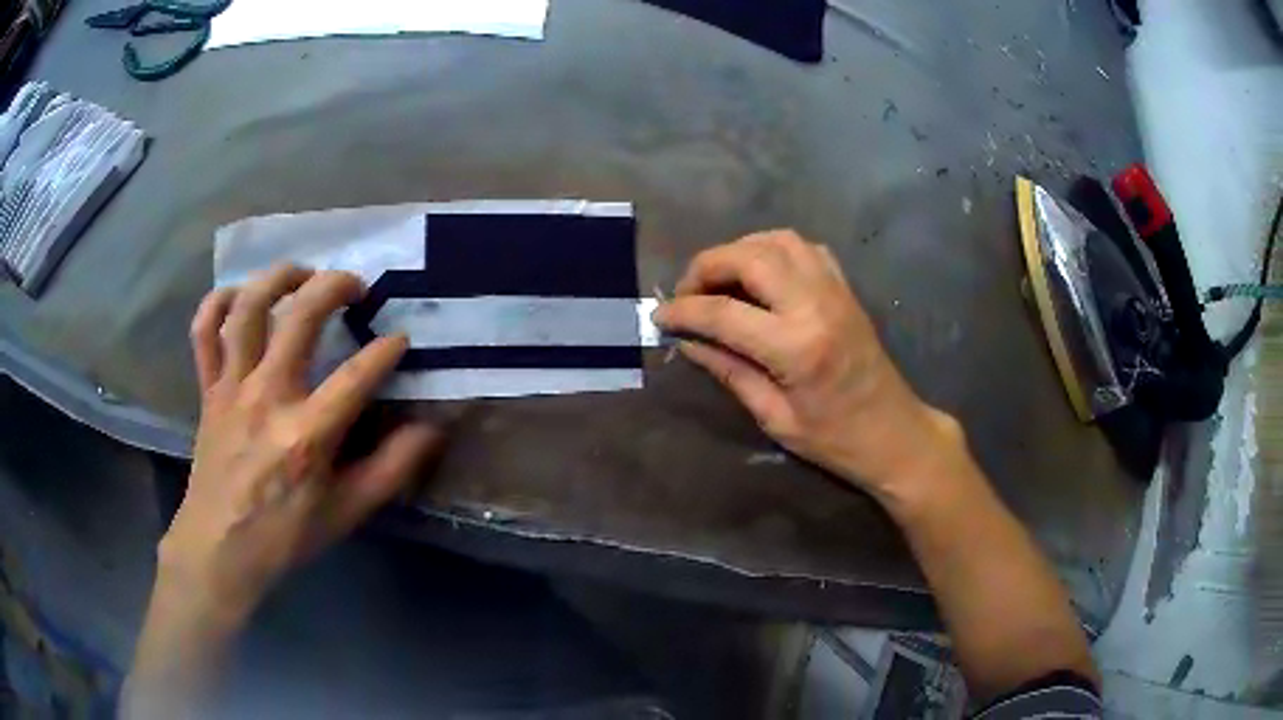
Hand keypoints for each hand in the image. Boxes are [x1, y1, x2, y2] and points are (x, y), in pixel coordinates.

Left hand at [163, 264, 441, 622]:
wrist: (220, 548)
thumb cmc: (285, 534)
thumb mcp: (347, 513)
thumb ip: (391, 469)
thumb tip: (431, 429)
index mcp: (306, 435)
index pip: (356, 376)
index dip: (385, 351)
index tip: (401, 339)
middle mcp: (267, 397)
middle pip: (300, 317)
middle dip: (335, 286)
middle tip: (356, 287)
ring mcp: (232, 388)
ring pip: (248, 309)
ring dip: (278, 278)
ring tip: (302, 274)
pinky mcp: (208, 389)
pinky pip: (204, 332)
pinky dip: (218, 303)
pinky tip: (239, 296)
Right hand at [654, 230, 960, 500]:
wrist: (894, 433)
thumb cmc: (835, 439)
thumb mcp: (774, 417)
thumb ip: (729, 371)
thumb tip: (687, 341)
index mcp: (796, 346)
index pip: (723, 312)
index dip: (683, 311)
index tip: (659, 316)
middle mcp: (816, 304)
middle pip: (749, 257)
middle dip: (706, 266)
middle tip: (687, 292)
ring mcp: (835, 290)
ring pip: (777, 241)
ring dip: (739, 251)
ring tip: (719, 280)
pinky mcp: (845, 288)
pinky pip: (805, 248)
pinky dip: (773, 250)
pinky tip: (761, 275)